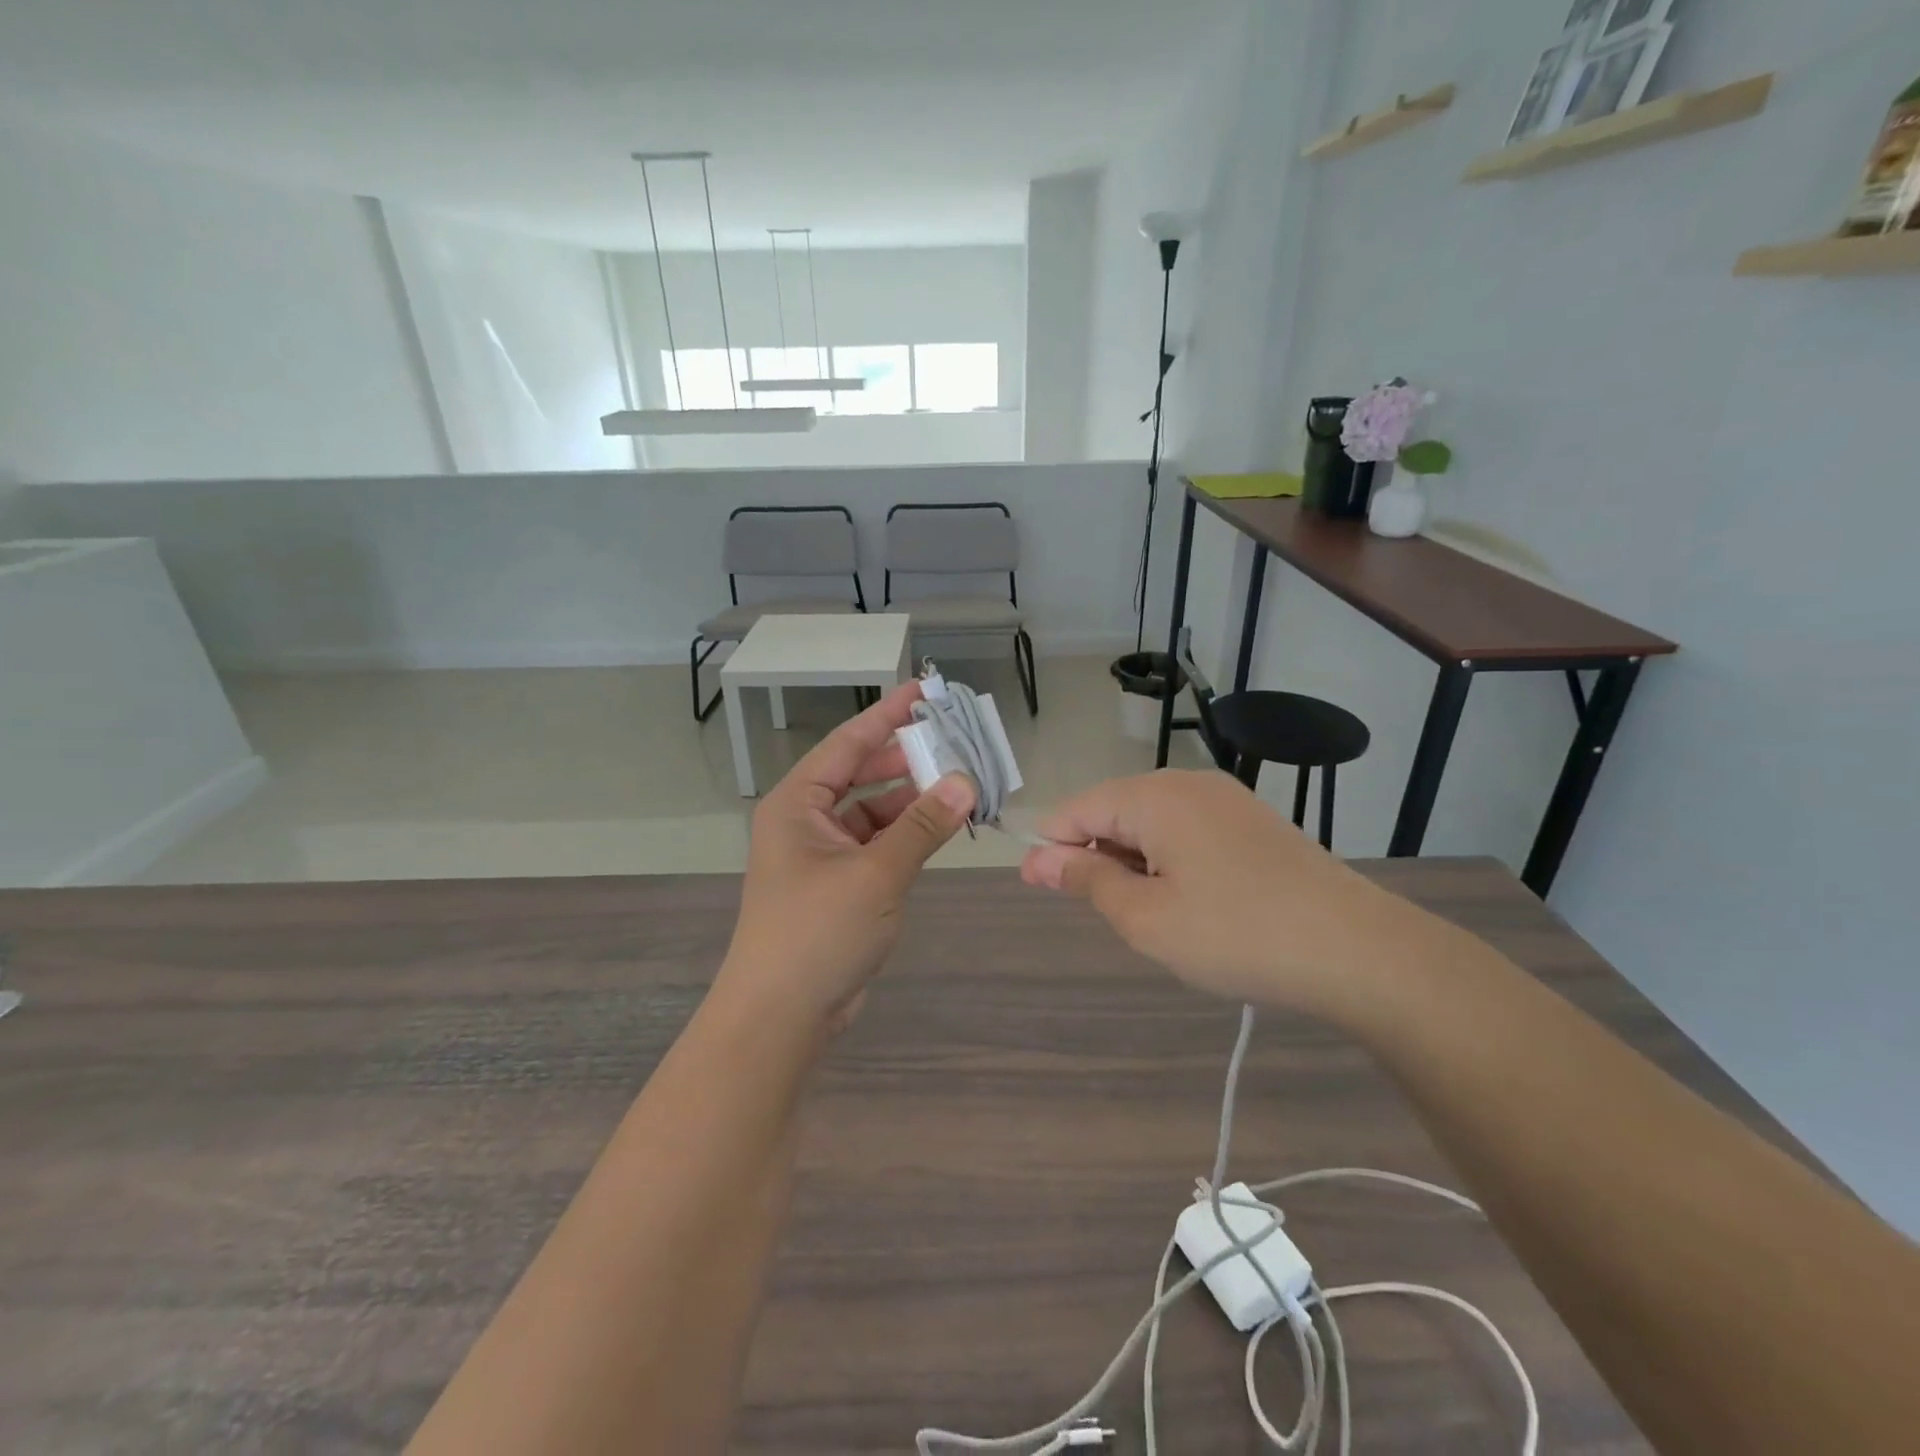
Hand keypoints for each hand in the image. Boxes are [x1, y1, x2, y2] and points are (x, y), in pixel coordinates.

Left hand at [720, 681, 975, 1031]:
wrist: (781, 1016)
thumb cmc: (817, 932)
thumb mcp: (875, 874)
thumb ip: (922, 827)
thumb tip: (965, 782)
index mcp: (797, 803)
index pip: (847, 743)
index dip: (886, 715)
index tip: (924, 692)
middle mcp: (806, 821)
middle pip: (861, 774)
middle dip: (906, 760)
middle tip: (955, 744)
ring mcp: (822, 855)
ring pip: (873, 812)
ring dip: (912, 801)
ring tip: (960, 787)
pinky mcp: (840, 886)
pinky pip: (878, 845)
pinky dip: (907, 836)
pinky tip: (940, 830)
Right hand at [1019, 770, 1430, 1014]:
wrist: (1356, 950)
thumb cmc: (1235, 934)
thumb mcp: (1145, 917)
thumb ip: (1087, 879)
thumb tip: (1039, 858)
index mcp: (1155, 796)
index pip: (1078, 808)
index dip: (1049, 845)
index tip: (1032, 884)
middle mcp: (1188, 783)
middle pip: (1115, 809)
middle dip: (1092, 853)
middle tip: (1094, 910)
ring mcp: (1226, 800)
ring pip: (1152, 821)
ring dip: (1131, 860)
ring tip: (1142, 912)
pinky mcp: (1253, 822)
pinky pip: (1187, 829)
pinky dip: (1167, 859)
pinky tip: (1183, 899)